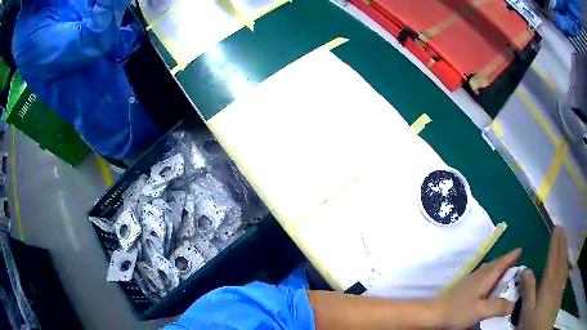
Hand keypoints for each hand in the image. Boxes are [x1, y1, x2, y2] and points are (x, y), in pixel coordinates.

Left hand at [433, 248, 521, 328]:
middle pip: (494, 265)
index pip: (501, 263)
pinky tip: (488, 285)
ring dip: (497, 268)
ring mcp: (469, 281)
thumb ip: (497, 307)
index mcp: (485, 278)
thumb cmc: (458, 311)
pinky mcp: (463, 288)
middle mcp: (478, 276)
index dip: (511, 256)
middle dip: (505, 261)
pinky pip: (481, 277)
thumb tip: (513, 305)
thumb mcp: (480, 311)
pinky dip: (489, 277)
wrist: (433, 314)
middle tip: (515, 261)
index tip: (520, 249)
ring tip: (505, 272)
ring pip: (487, 270)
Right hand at [520, 226, 568, 329]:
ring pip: (564, 262)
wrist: (544, 329)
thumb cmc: (535, 321)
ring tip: (565, 239)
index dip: (554, 242)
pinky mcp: (562, 289)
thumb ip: (528, 290)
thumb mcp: (528, 310)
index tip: (556, 228)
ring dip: (565, 249)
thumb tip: (525, 269)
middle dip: (561, 241)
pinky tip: (566, 262)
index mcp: (549, 281)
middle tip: (561, 228)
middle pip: (561, 256)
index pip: (553, 257)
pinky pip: (565, 270)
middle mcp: (557, 278)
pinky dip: (566, 262)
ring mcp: (561, 283)